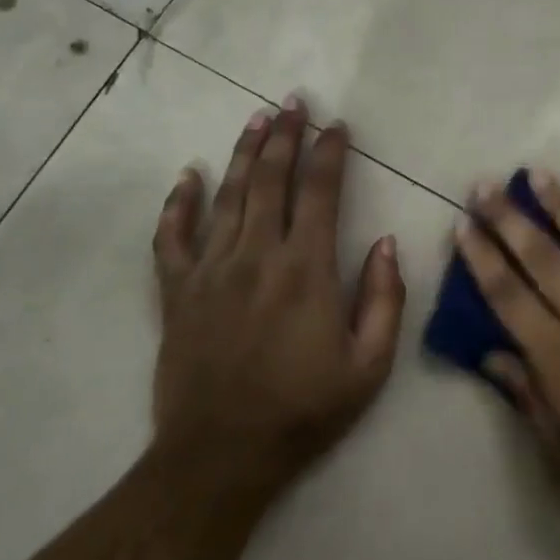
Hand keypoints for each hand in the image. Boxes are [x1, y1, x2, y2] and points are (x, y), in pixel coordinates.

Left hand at [150, 97, 405, 493]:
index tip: (337, 125)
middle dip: (285, 135)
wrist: (220, 457)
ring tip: (256, 118)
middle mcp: (257, 256)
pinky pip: (171, 238)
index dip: (330, 153)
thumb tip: (387, 242)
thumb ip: (386, 299)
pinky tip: (188, 175)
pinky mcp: (177, 293)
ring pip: (227, 196)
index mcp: (306, 270)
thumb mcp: (369, 365)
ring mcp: (211, 271)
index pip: (321, 192)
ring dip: (244, 153)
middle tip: (293, 101)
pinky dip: (178, 203)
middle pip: (271, 180)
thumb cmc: (304, 410)